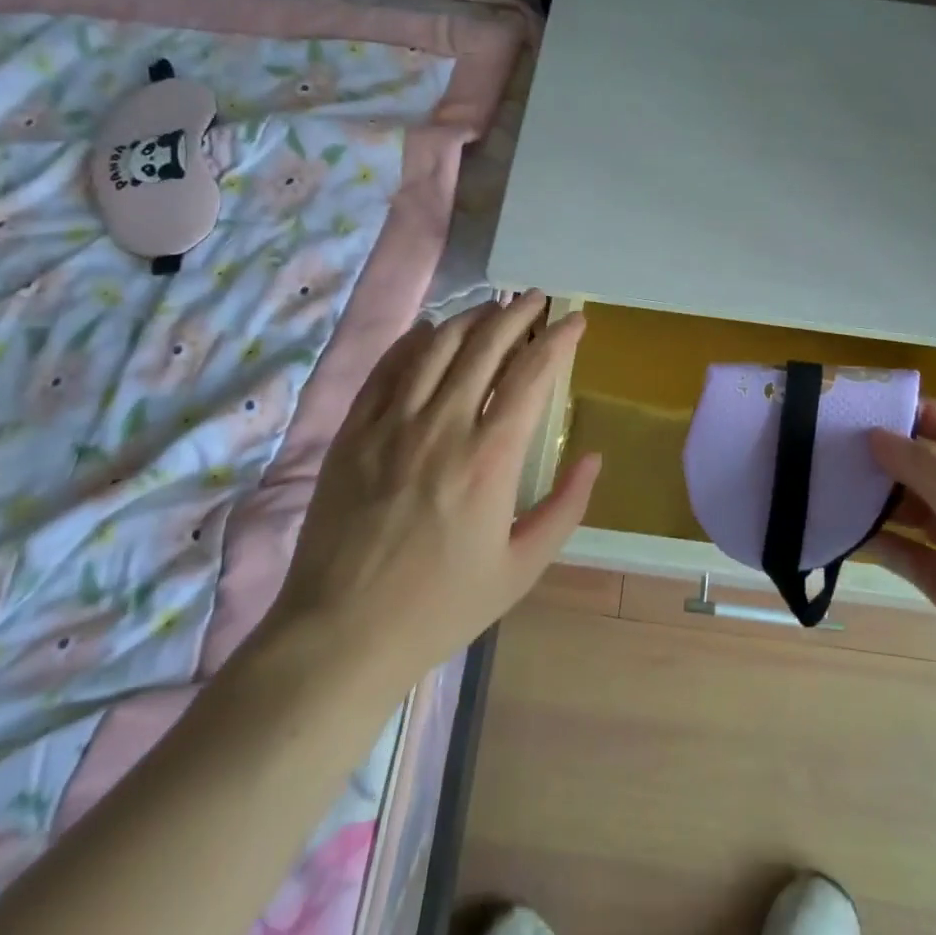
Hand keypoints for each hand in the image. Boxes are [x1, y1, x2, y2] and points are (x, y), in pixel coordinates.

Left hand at [265, 292, 598, 693]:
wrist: (341, 636)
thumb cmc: (441, 607)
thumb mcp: (522, 569)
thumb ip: (565, 508)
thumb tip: (594, 457)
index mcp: (490, 458)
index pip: (532, 373)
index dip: (558, 339)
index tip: (575, 320)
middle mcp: (443, 426)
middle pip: (486, 344)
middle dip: (518, 312)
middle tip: (537, 298)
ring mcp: (391, 424)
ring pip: (437, 345)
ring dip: (470, 318)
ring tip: (492, 308)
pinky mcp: (353, 432)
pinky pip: (387, 368)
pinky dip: (413, 340)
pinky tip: (430, 331)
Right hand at [864, 402, 935, 771]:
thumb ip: (925, 468)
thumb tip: (878, 436)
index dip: (925, 415)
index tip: (872, 414)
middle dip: (894, 459)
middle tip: (839, 451)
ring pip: (922, 512)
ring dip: (884, 502)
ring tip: (834, 487)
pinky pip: (915, 555)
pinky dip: (886, 543)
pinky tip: (847, 533)